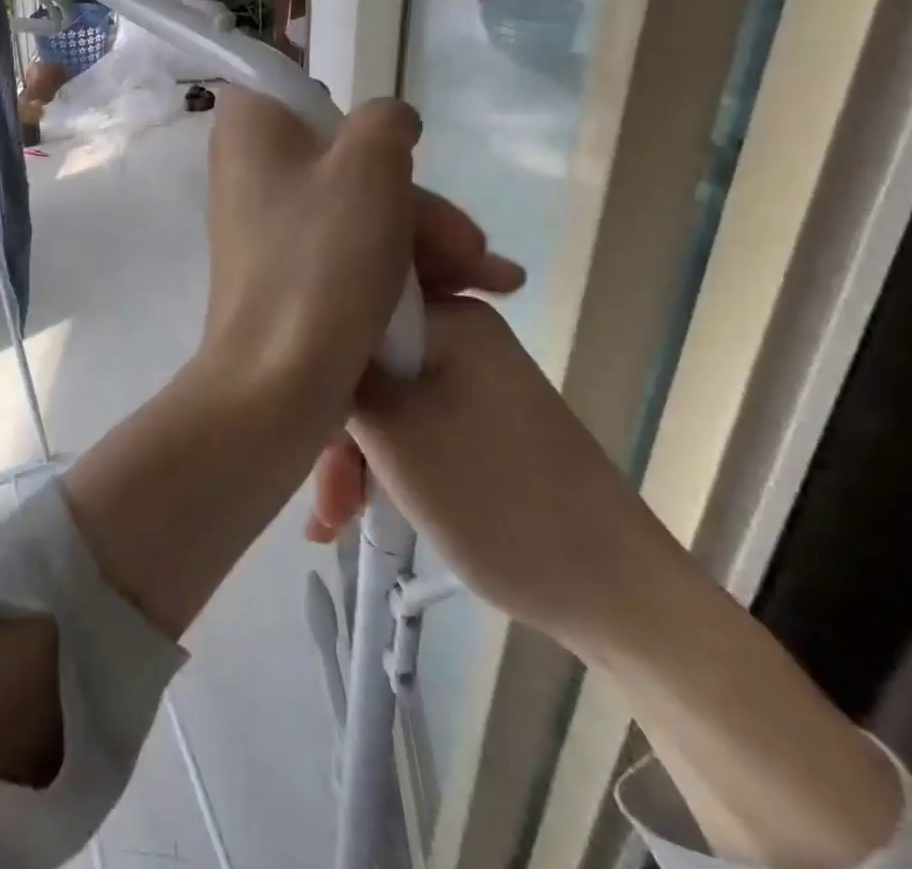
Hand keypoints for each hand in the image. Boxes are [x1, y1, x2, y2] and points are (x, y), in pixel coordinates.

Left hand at [202, 88, 520, 409]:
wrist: (279, 379)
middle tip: (469, 245)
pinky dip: (398, 264)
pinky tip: (466, 293)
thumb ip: (385, 122)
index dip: (340, 107)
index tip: (381, 143)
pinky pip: (346, 247)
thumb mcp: (369, 167)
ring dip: (425, 238)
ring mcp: (269, 224)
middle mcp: (251, 169)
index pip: (285, 83)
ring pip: (357, 207)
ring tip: (490, 281)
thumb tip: (388, 122)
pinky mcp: (288, 271)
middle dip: (416, 200)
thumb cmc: (320, 259)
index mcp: (250, 129)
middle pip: (344, 157)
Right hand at [308, 295, 682, 648]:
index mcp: (452, 318)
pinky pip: (412, 424)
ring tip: (332, 521)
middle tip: (324, 499)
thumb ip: (341, 378)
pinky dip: (383, 464)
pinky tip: (357, 511)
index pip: (354, 314)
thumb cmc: (496, 501)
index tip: (296, 423)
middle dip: (335, 430)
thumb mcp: (394, 434)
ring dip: (353, 457)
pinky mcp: (480, 419)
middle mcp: (463, 334)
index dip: (316, 365)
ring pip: (384, 401)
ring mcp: (474, 378)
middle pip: (366, 365)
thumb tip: (305, 338)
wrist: (615, 596)